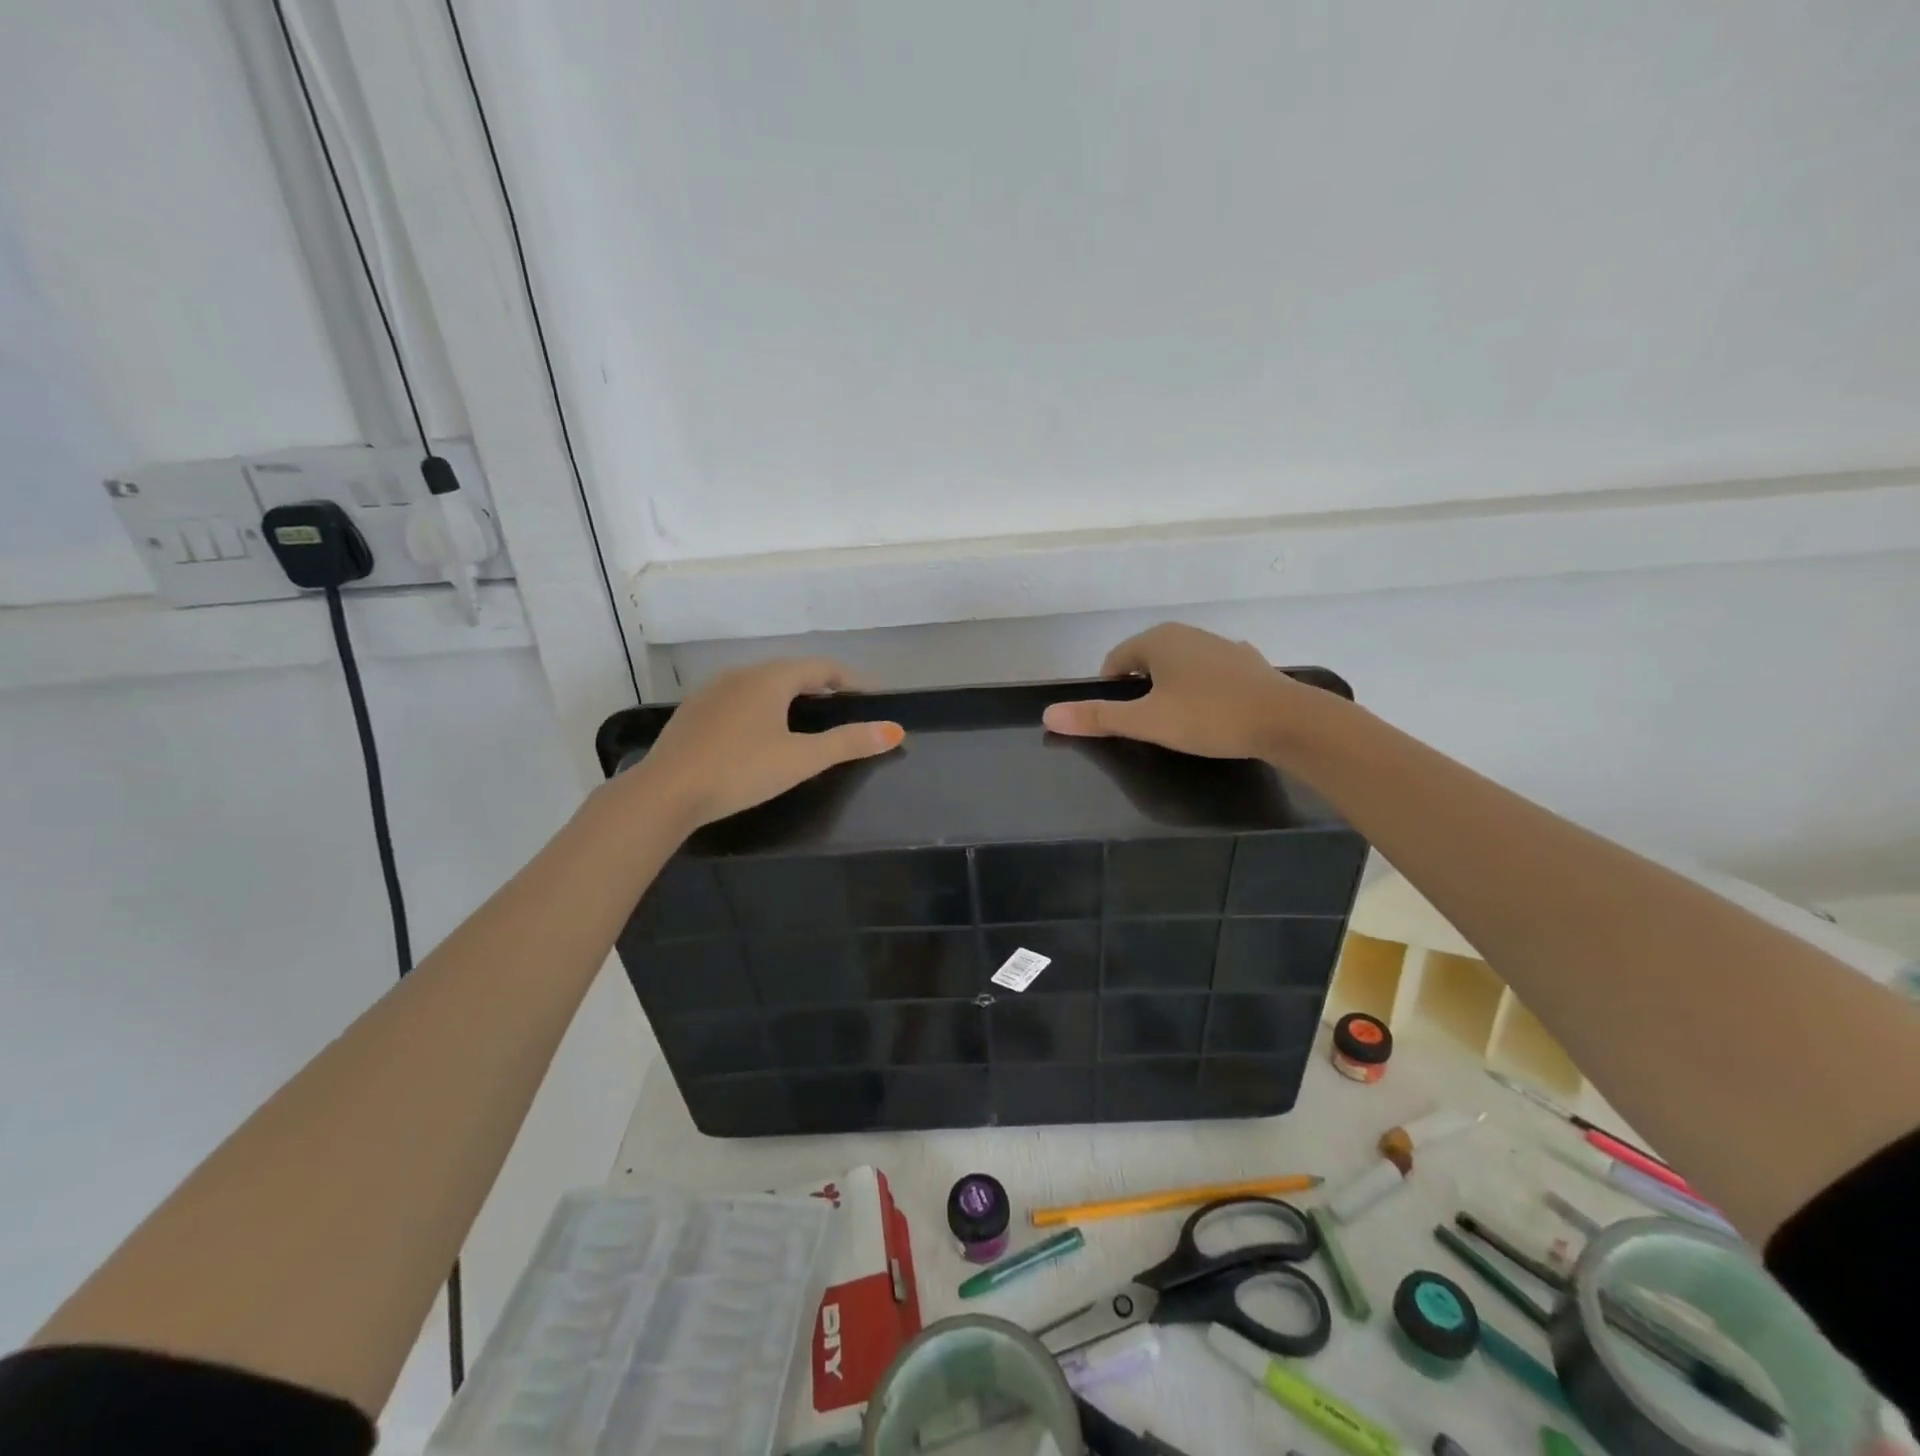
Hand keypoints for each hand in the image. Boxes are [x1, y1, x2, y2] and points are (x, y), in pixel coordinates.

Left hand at [635, 658, 902, 828]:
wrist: (665, 792)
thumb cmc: (741, 770)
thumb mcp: (802, 759)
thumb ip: (849, 743)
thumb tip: (895, 730)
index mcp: (771, 678)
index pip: (821, 668)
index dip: (849, 680)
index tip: (869, 696)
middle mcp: (740, 674)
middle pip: (790, 672)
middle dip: (819, 686)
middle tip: (841, 708)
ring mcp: (711, 692)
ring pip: (760, 685)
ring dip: (787, 696)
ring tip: (804, 720)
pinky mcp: (692, 713)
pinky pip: (737, 700)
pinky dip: (759, 708)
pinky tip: (758, 733)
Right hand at [1042, 622, 1315, 759]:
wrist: (1286, 720)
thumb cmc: (1207, 716)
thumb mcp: (1146, 721)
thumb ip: (1097, 718)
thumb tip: (1048, 715)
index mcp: (1158, 640)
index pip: (1115, 661)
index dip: (1109, 691)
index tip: (1120, 721)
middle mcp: (1188, 634)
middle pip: (1146, 661)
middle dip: (1140, 690)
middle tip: (1148, 726)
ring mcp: (1221, 646)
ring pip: (1179, 667)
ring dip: (1171, 690)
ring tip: (1179, 724)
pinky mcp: (1247, 664)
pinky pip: (1210, 675)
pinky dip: (1202, 691)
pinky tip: (1213, 716)